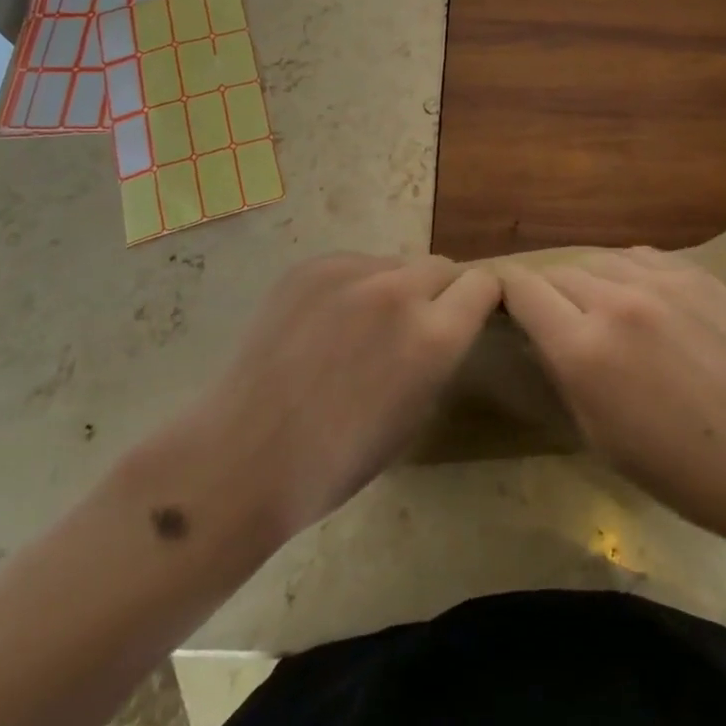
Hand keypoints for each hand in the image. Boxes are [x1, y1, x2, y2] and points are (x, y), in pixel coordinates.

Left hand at [177, 255, 500, 545]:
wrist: (242, 456)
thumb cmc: (335, 461)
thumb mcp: (414, 415)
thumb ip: (438, 356)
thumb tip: (442, 325)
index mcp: (433, 336)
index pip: (484, 284)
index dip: (479, 301)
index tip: (467, 317)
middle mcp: (398, 290)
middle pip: (441, 266)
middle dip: (438, 293)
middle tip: (410, 329)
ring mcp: (349, 272)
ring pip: (394, 264)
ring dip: (393, 288)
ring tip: (359, 330)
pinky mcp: (310, 267)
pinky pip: (352, 265)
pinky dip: (352, 287)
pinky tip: (324, 325)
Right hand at [500, 248, 725, 548]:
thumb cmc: (678, 468)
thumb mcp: (598, 434)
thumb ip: (563, 371)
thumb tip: (542, 333)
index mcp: (584, 349)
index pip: (523, 291)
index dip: (507, 293)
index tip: (507, 302)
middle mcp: (615, 301)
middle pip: (559, 272)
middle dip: (548, 291)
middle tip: (557, 316)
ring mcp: (660, 280)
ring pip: (599, 258)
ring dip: (589, 279)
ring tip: (599, 305)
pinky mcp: (695, 273)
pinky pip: (642, 256)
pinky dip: (628, 271)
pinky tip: (639, 295)